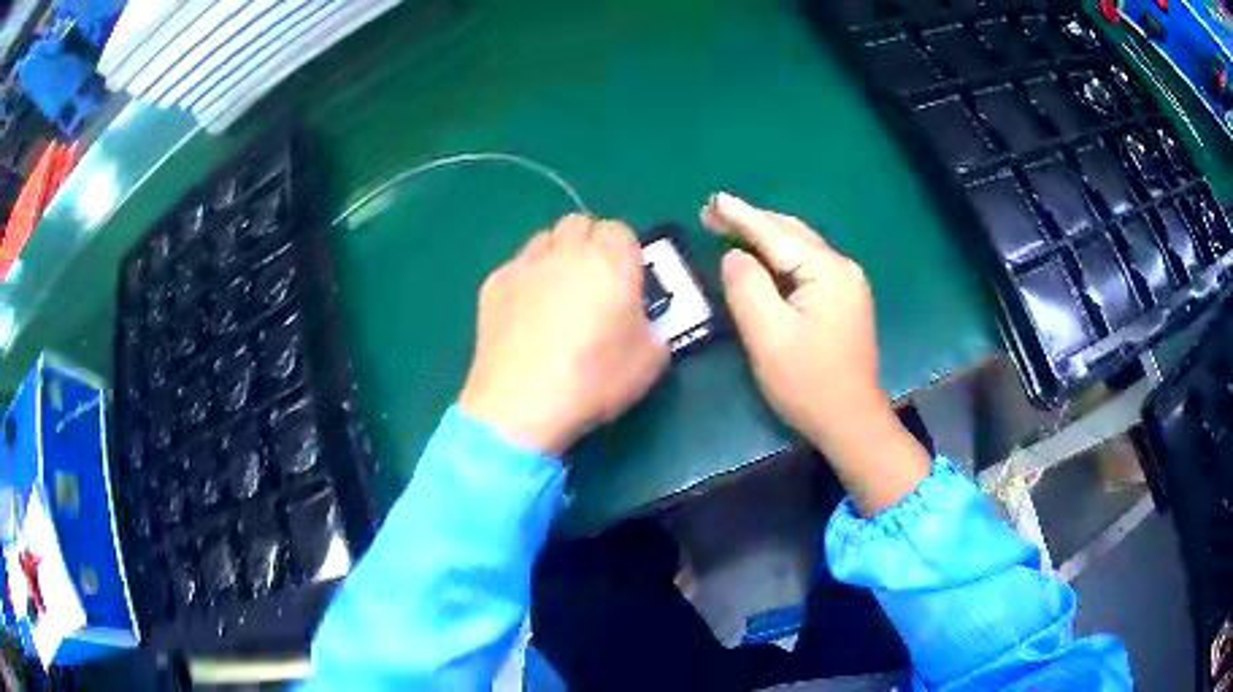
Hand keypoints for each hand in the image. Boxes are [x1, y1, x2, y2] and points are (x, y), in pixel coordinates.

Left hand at [459, 214, 669, 457]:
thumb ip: (653, 327)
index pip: (621, 230)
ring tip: (558, 295)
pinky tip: (525, 315)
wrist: (522, 404)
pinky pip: (516, 268)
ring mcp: (525, 265)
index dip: (626, 254)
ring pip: (544, 240)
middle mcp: (566, 251)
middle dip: (590, 244)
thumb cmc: (594, 379)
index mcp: (611, 261)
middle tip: (594, 283)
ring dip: (556, 256)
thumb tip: (638, 322)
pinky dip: (525, 280)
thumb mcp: (651, 360)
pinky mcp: (492, 285)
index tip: (627, 282)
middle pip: (579, 224)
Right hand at [702, 193, 929, 514]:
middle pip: (791, 234)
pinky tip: (763, 259)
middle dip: (752, 222)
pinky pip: (807, 266)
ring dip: (766, 237)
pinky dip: (780, 258)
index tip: (713, 200)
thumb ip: (747, 286)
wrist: (851, 422)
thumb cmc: (808, 382)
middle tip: (713, 214)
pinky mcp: (845, 302)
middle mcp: (842, 269)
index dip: (741, 216)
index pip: (775, 234)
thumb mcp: (768, 335)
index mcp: (827, 271)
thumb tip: (735, 256)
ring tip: (731, 228)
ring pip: (800, 248)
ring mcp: (848, 286)